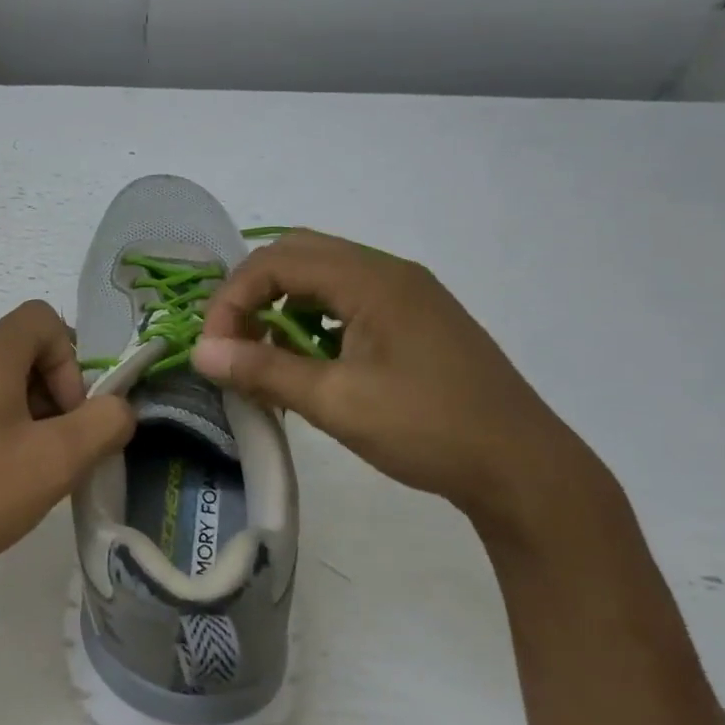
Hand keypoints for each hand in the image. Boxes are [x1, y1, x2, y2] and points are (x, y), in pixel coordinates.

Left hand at [0, 300, 135, 598]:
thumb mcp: (55, 463)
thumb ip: (104, 425)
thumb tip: (118, 407)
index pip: (43, 319)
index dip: (70, 362)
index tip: (68, 418)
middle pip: (18, 353)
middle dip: (50, 397)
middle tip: (51, 455)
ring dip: (19, 418)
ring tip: (17, 475)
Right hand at [194, 230, 607, 529]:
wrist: (524, 469)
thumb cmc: (428, 430)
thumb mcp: (336, 402)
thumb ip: (264, 370)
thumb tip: (200, 353)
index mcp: (372, 280)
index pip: (277, 262)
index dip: (233, 300)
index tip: (215, 349)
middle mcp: (389, 272)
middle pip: (298, 255)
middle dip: (253, 294)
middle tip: (233, 342)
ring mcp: (407, 294)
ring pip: (322, 276)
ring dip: (282, 306)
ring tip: (266, 357)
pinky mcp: (416, 320)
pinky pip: (347, 300)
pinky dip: (313, 320)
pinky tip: (310, 364)